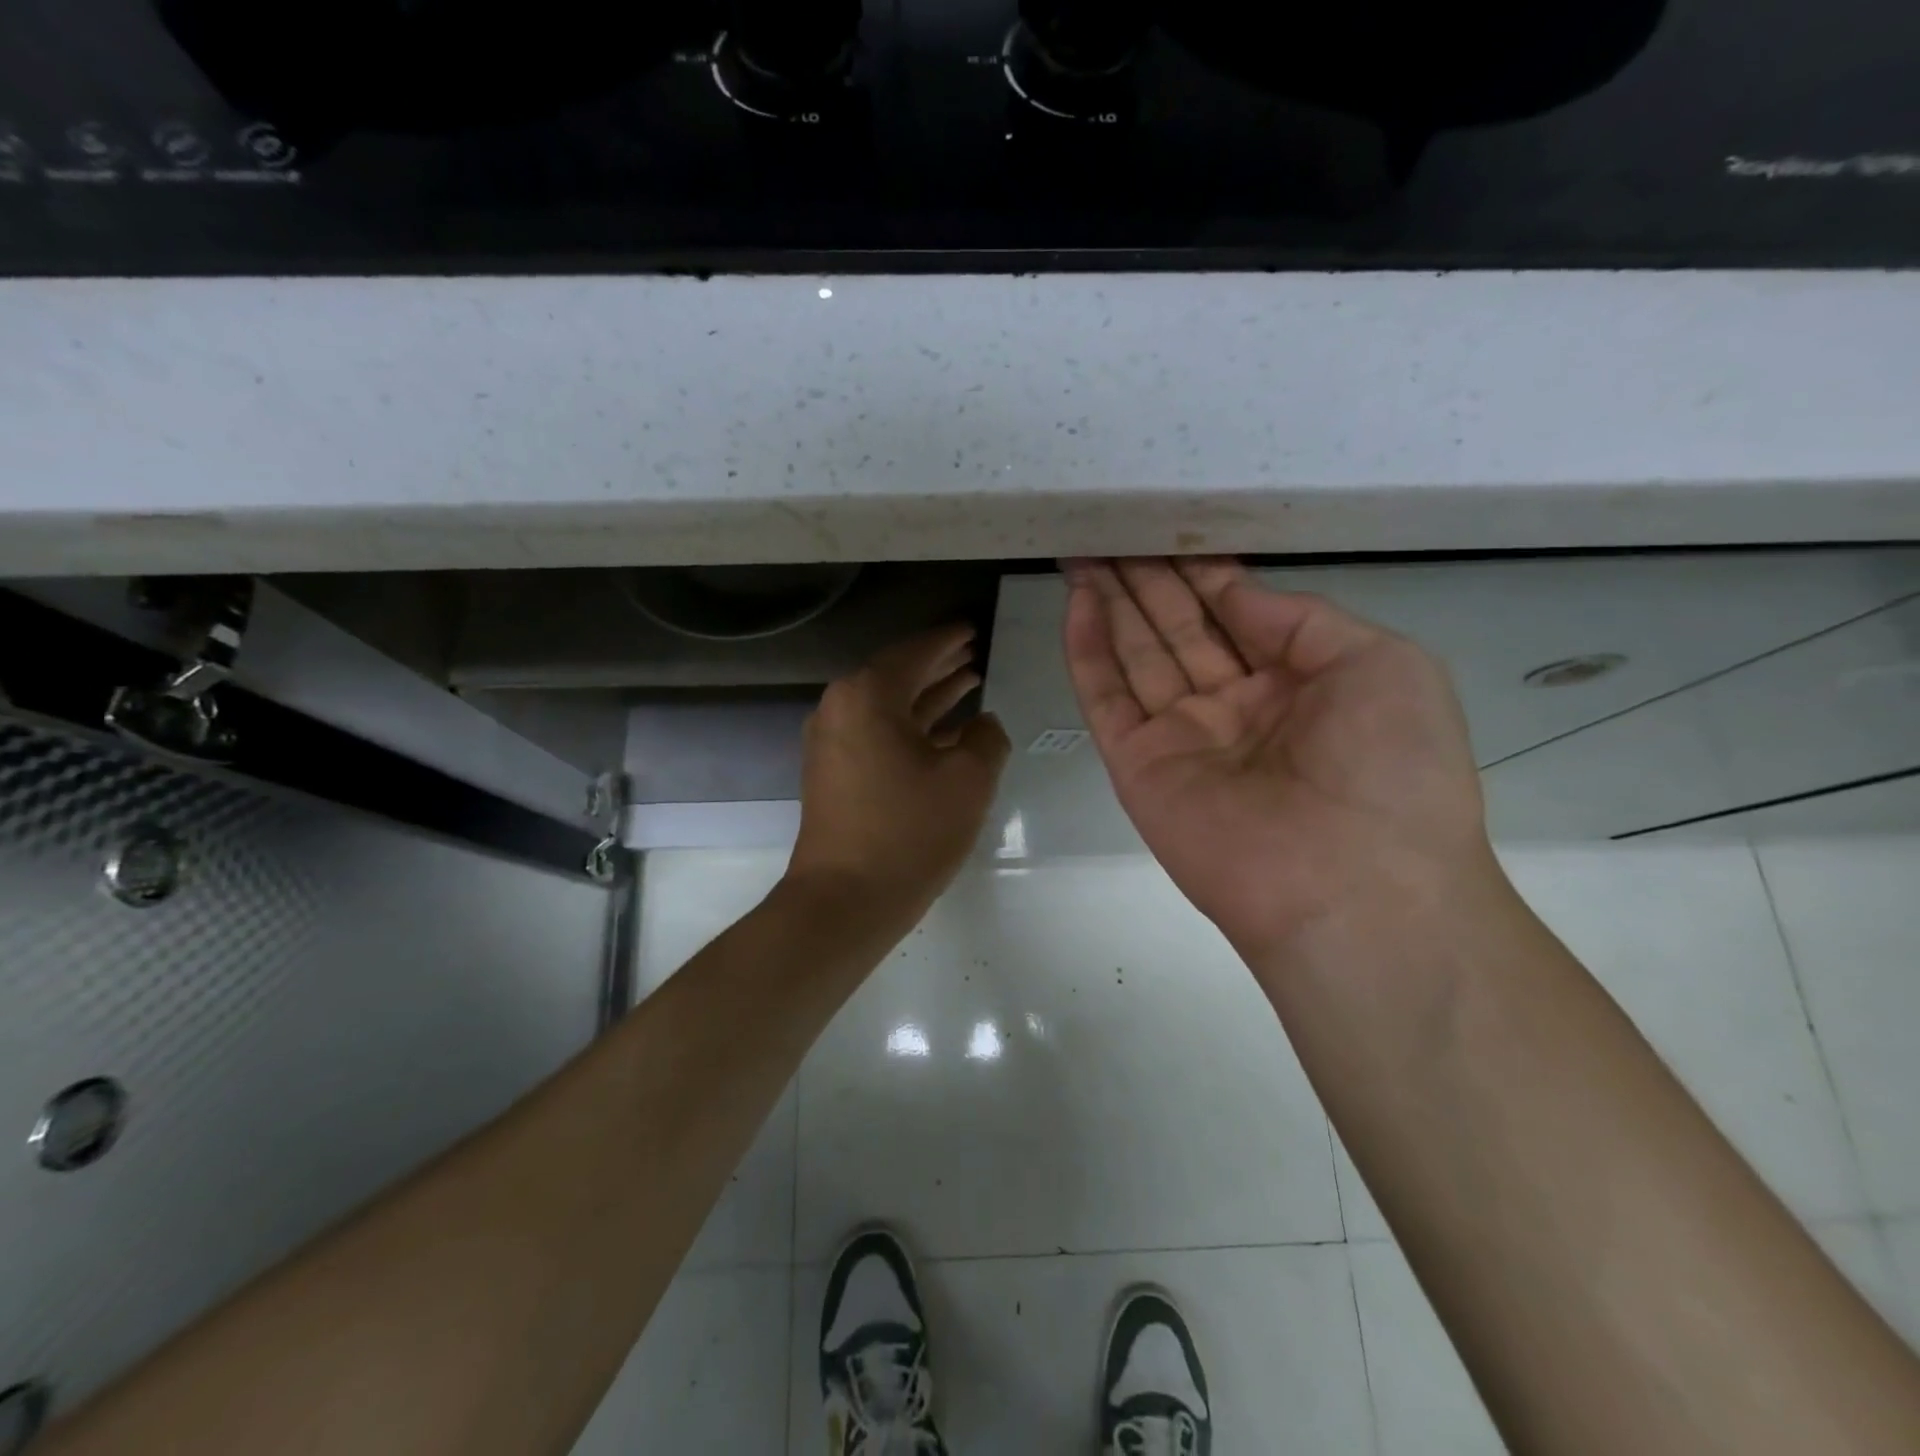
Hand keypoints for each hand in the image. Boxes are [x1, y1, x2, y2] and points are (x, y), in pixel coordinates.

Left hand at [787, 624, 1011, 925]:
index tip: (973, 630)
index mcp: (868, 695)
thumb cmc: (910, 833)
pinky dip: (911, 727)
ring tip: (969, 683)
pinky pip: (878, 733)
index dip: (949, 640)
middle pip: (897, 674)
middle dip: (938, 664)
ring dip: (927, 696)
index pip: (915, 653)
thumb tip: (982, 724)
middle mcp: (841, 708)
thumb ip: (986, 738)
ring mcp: (831, 741)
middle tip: (973, 652)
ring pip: (889, 706)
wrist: (845, 900)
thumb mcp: (968, 780)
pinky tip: (945, 732)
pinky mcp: (833, 771)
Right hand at [1062, 558, 1494, 962]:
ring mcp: (1180, 737)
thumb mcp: (1383, 665)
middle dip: (1148, 580)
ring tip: (1084, 551)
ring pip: (1136, 655)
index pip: (1235, 616)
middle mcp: (1234, 708)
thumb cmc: (1391, 767)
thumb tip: (1233, 592)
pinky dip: (1088, 649)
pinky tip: (1076, 600)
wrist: (1352, 885)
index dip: (1204, 574)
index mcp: (1297, 686)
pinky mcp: (1137, 764)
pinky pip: (1106, 697)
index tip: (1172, 531)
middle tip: (1113, 529)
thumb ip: (1301, 620)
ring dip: (1110, 602)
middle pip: (1178, 630)